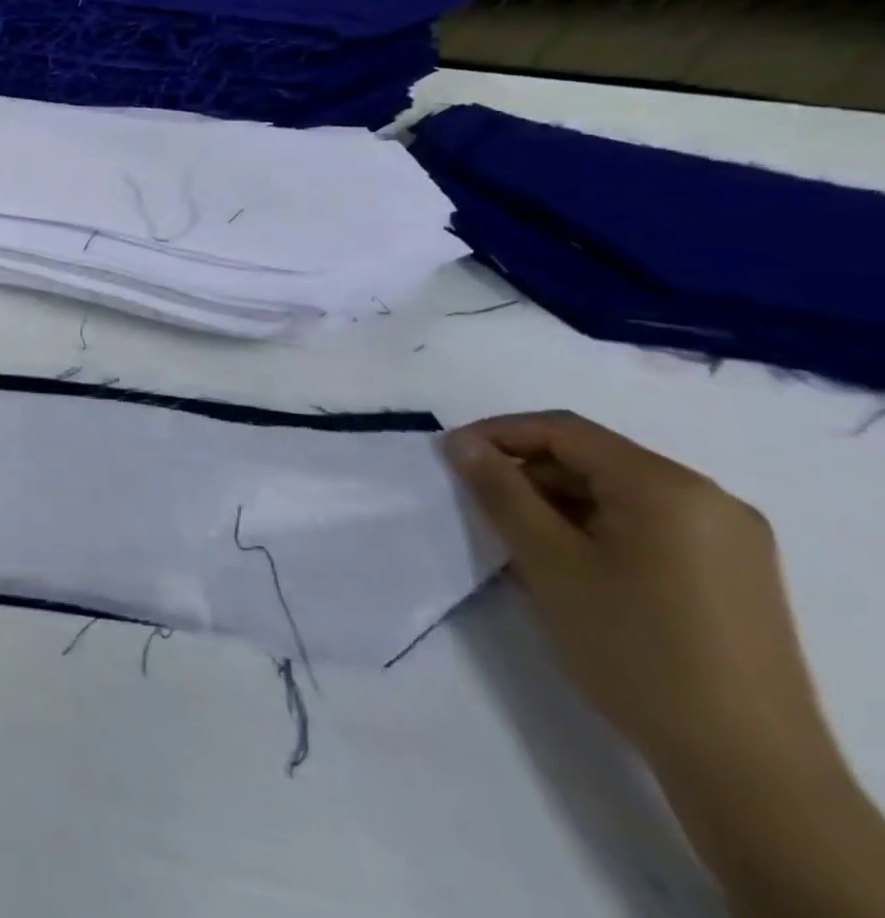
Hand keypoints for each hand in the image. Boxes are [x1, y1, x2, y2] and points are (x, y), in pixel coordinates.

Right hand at [442, 412, 826, 773]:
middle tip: (478, 500)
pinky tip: (568, 561)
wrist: (747, 767)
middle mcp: (708, 498)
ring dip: (559, 500)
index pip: (564, 430)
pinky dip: (596, 526)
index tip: (450, 458)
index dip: (498, 434)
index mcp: (667, 486)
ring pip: (618, 492)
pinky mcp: (735, 574)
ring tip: (517, 535)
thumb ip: (500, 492)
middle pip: (594, 458)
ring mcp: (731, 538)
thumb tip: (460, 444)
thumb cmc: (634, 648)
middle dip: (528, 471)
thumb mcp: (548, 562)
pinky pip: (648, 523)